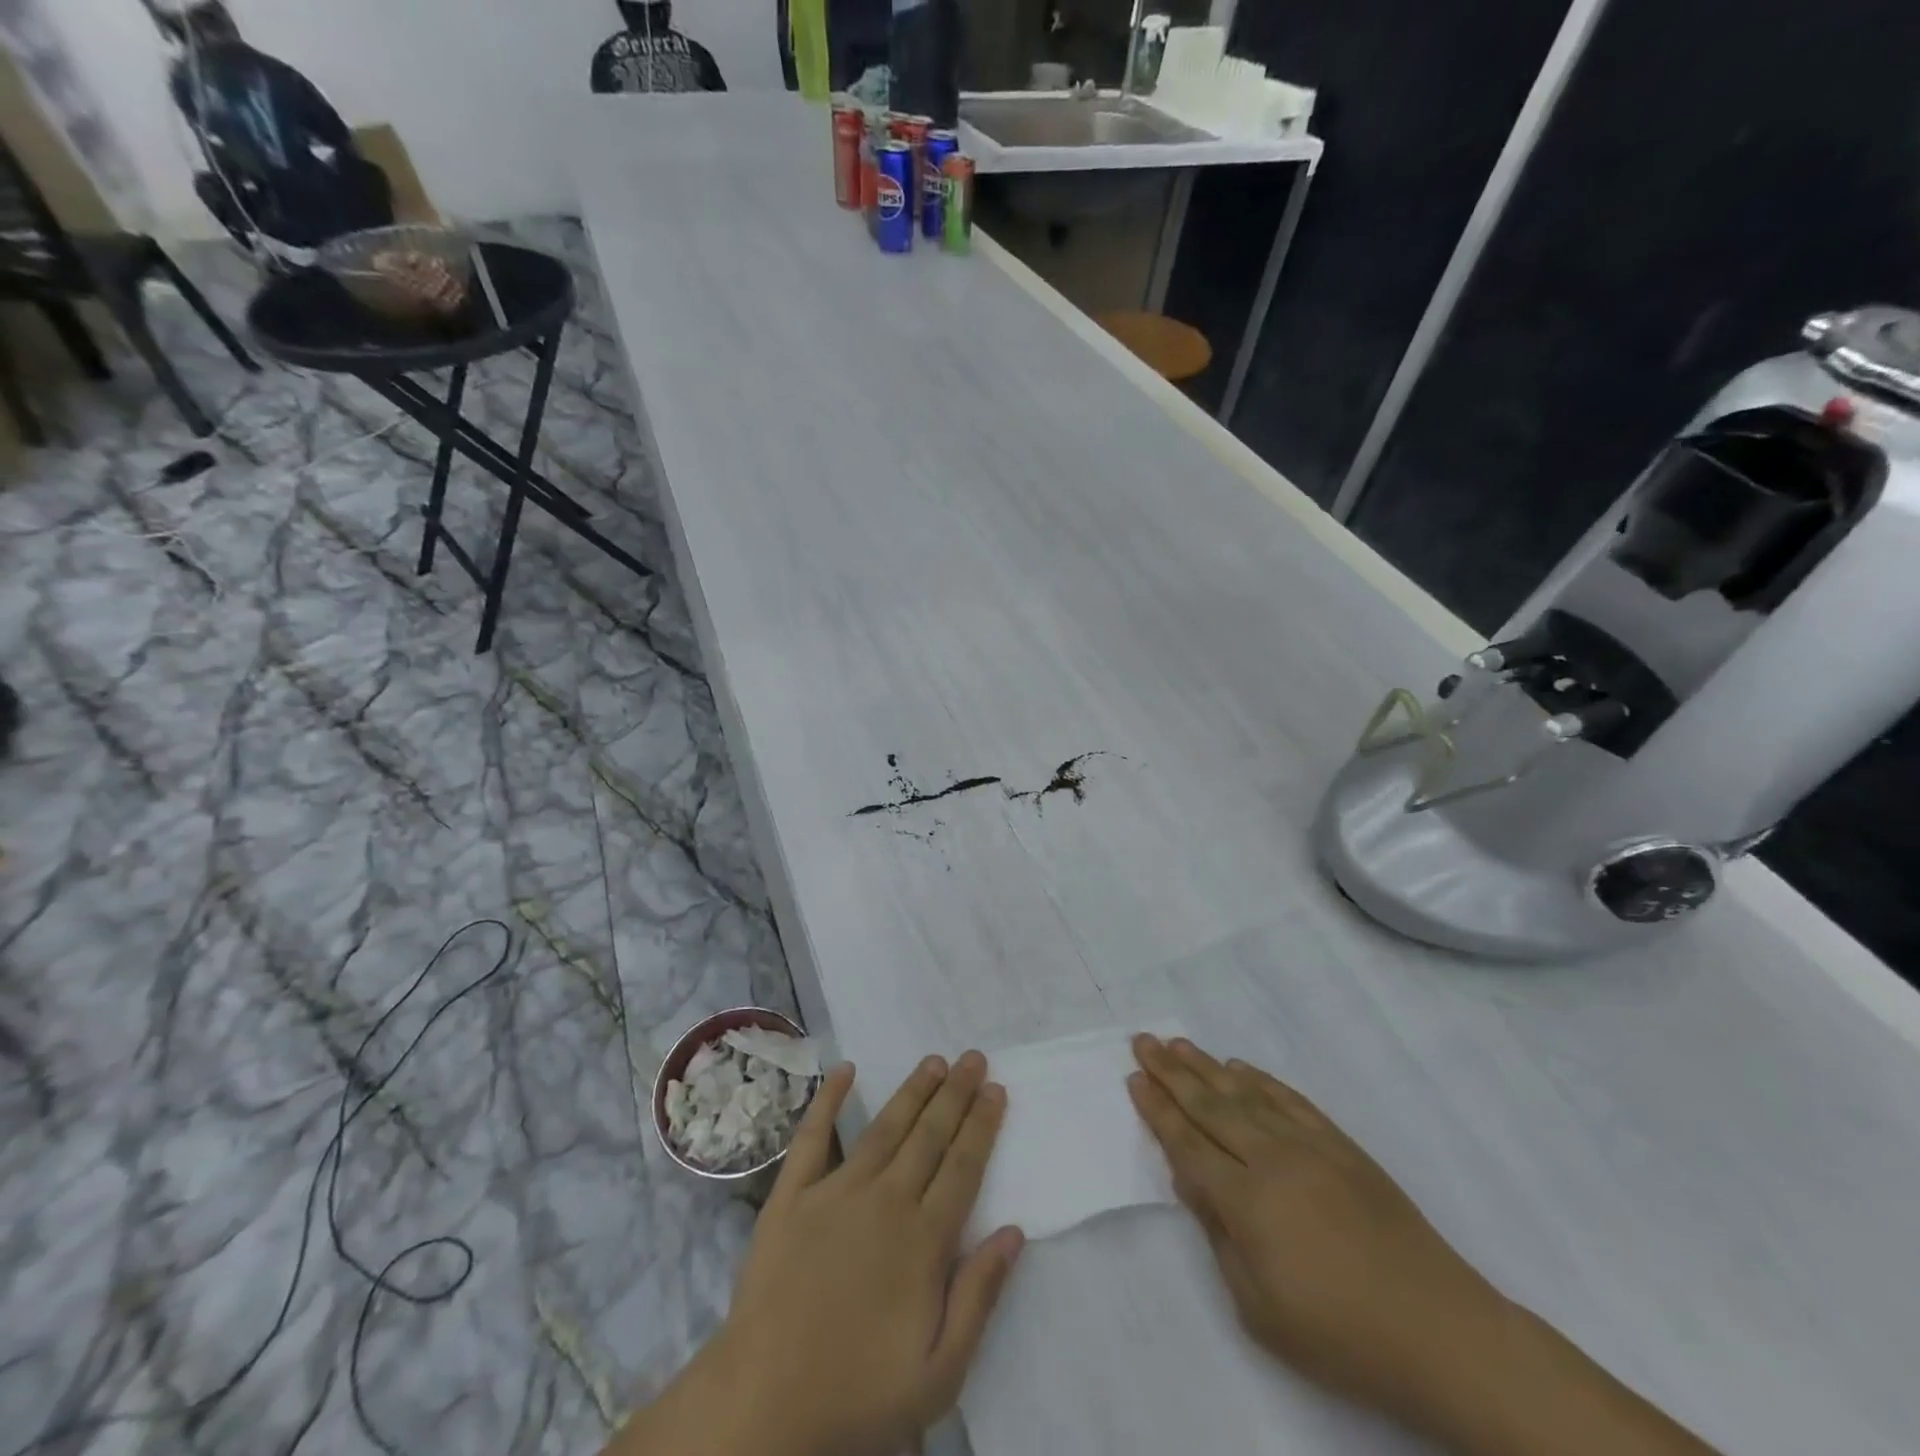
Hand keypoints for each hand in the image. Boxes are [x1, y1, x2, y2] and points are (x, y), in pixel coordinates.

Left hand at [620, 1053, 1025, 1455]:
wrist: (764, 1403)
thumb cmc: (857, 1393)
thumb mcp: (939, 1373)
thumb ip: (979, 1297)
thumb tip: (1014, 1231)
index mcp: (922, 1240)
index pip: (963, 1167)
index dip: (982, 1125)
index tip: (996, 1090)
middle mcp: (885, 1201)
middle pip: (929, 1135)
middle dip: (956, 1094)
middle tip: (974, 1058)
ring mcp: (835, 1192)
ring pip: (885, 1128)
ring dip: (912, 1091)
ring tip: (934, 1061)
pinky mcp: (792, 1195)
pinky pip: (813, 1136)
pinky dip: (829, 1099)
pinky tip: (845, 1070)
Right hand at [1127, 1034, 1507, 1429]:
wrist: (1442, 1333)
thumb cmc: (1341, 1336)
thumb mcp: (1259, 1308)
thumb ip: (1219, 1235)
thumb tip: (1191, 1178)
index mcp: (1247, 1201)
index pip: (1187, 1144)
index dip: (1158, 1111)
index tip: (1134, 1080)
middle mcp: (1272, 1159)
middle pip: (1209, 1106)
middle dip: (1170, 1073)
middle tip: (1142, 1041)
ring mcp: (1310, 1146)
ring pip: (1245, 1094)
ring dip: (1206, 1067)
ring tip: (1178, 1044)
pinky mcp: (1342, 1145)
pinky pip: (1290, 1100)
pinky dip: (1261, 1080)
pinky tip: (1240, 1067)